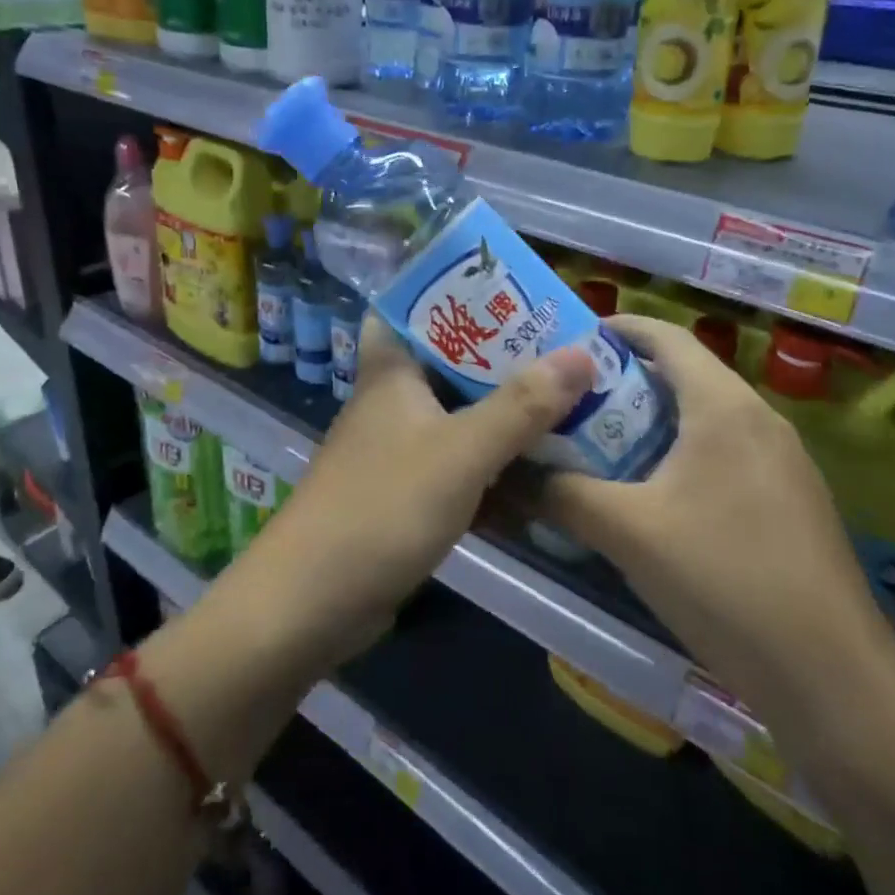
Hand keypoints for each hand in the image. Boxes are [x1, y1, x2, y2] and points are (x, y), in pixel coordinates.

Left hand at [241, 316, 594, 668]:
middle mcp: (393, 402)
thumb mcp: (461, 452)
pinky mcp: (406, 496)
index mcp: (393, 371)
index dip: (460, 294)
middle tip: (566, 351)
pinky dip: (494, 468)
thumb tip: (583, 353)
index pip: (417, 309)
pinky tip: (540, 476)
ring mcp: (398, 451)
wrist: (311, 603)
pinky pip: (459, 468)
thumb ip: (522, 405)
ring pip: (460, 419)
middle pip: (453, 365)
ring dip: (506, 416)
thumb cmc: (383, 507)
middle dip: (505, 360)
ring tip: (569, 404)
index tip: (515, 291)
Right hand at [540, 315, 894, 743]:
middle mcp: (759, 419)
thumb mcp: (629, 534)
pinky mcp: (791, 502)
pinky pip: (726, 454)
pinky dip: (682, 456)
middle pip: (684, 375)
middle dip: (624, 381)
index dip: (616, 328)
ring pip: (704, 419)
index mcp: (724, 406)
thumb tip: (509, 476)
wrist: (834, 679)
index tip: (568, 341)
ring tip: (598, 445)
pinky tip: (651, 498)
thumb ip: (563, 496)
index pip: (666, 336)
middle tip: (569, 400)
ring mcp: (783, 462)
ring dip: (651, 423)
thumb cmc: (725, 581)